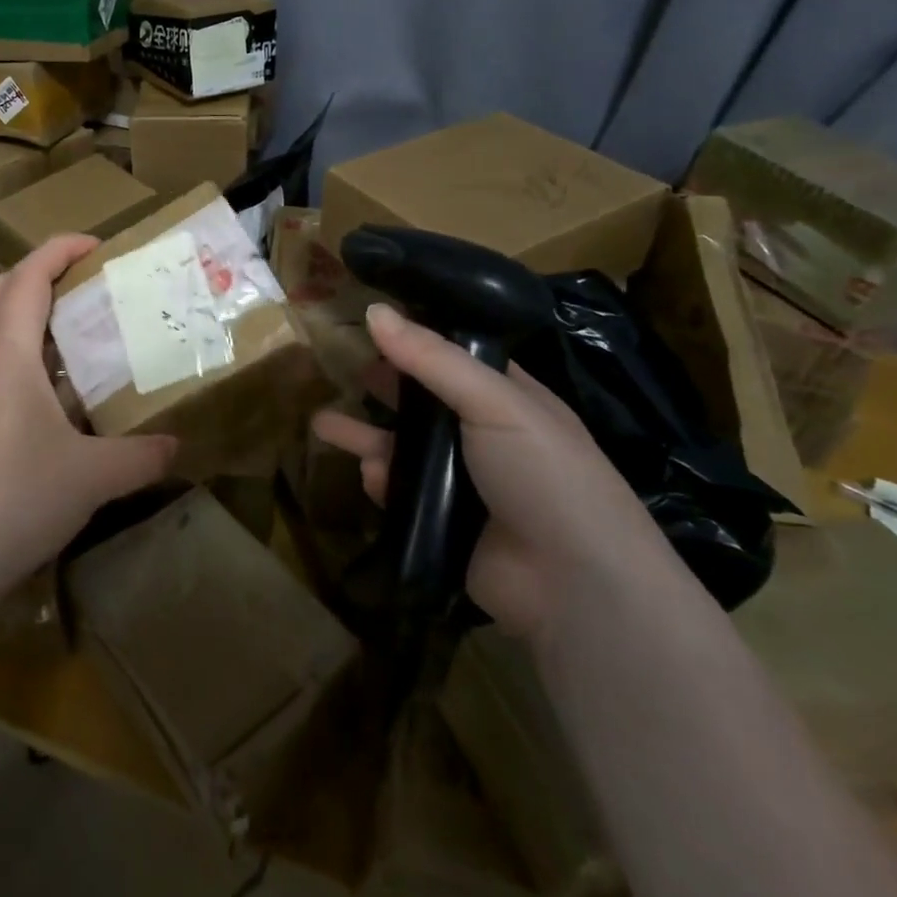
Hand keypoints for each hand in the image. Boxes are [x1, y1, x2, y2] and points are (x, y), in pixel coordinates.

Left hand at [0, 236, 176, 608]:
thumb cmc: (17, 495)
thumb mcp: (93, 475)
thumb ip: (141, 454)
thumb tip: (178, 444)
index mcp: (7, 351)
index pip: (28, 276)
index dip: (60, 249)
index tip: (98, 244)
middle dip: (32, 276)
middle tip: (76, 287)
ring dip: (19, 316)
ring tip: (69, 335)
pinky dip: (16, 356)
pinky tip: (51, 393)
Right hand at [312, 303, 667, 640]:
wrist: (575, 586)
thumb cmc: (545, 474)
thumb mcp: (494, 402)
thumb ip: (432, 358)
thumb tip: (373, 310)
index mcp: (507, 398)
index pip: (454, 357)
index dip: (414, 339)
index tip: (369, 322)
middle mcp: (484, 436)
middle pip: (420, 402)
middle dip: (381, 387)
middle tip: (342, 371)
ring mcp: (462, 483)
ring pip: (402, 448)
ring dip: (364, 436)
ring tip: (320, 424)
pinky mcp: (442, 523)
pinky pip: (399, 492)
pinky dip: (381, 481)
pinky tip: (369, 476)